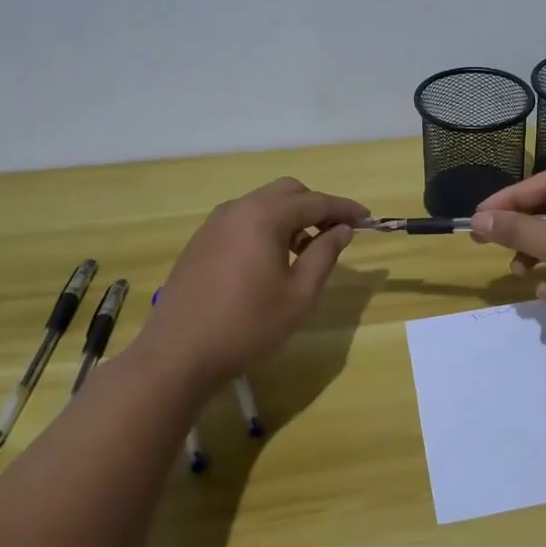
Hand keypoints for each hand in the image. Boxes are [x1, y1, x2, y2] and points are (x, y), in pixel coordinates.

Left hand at [134, 177, 367, 389]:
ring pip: (263, 203)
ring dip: (290, 216)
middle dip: (316, 206)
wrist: (178, 355)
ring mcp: (215, 223)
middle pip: (288, 191)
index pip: (315, 201)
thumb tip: (342, 229)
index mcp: (264, 217)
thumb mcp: (299, 295)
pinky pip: (243, 219)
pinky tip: (271, 259)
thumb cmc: (247, 326)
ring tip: (304, 250)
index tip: (367, 218)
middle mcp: (238, 209)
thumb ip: (325, 255)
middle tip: (335, 234)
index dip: (344, 208)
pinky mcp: (201, 241)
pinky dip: (266, 226)